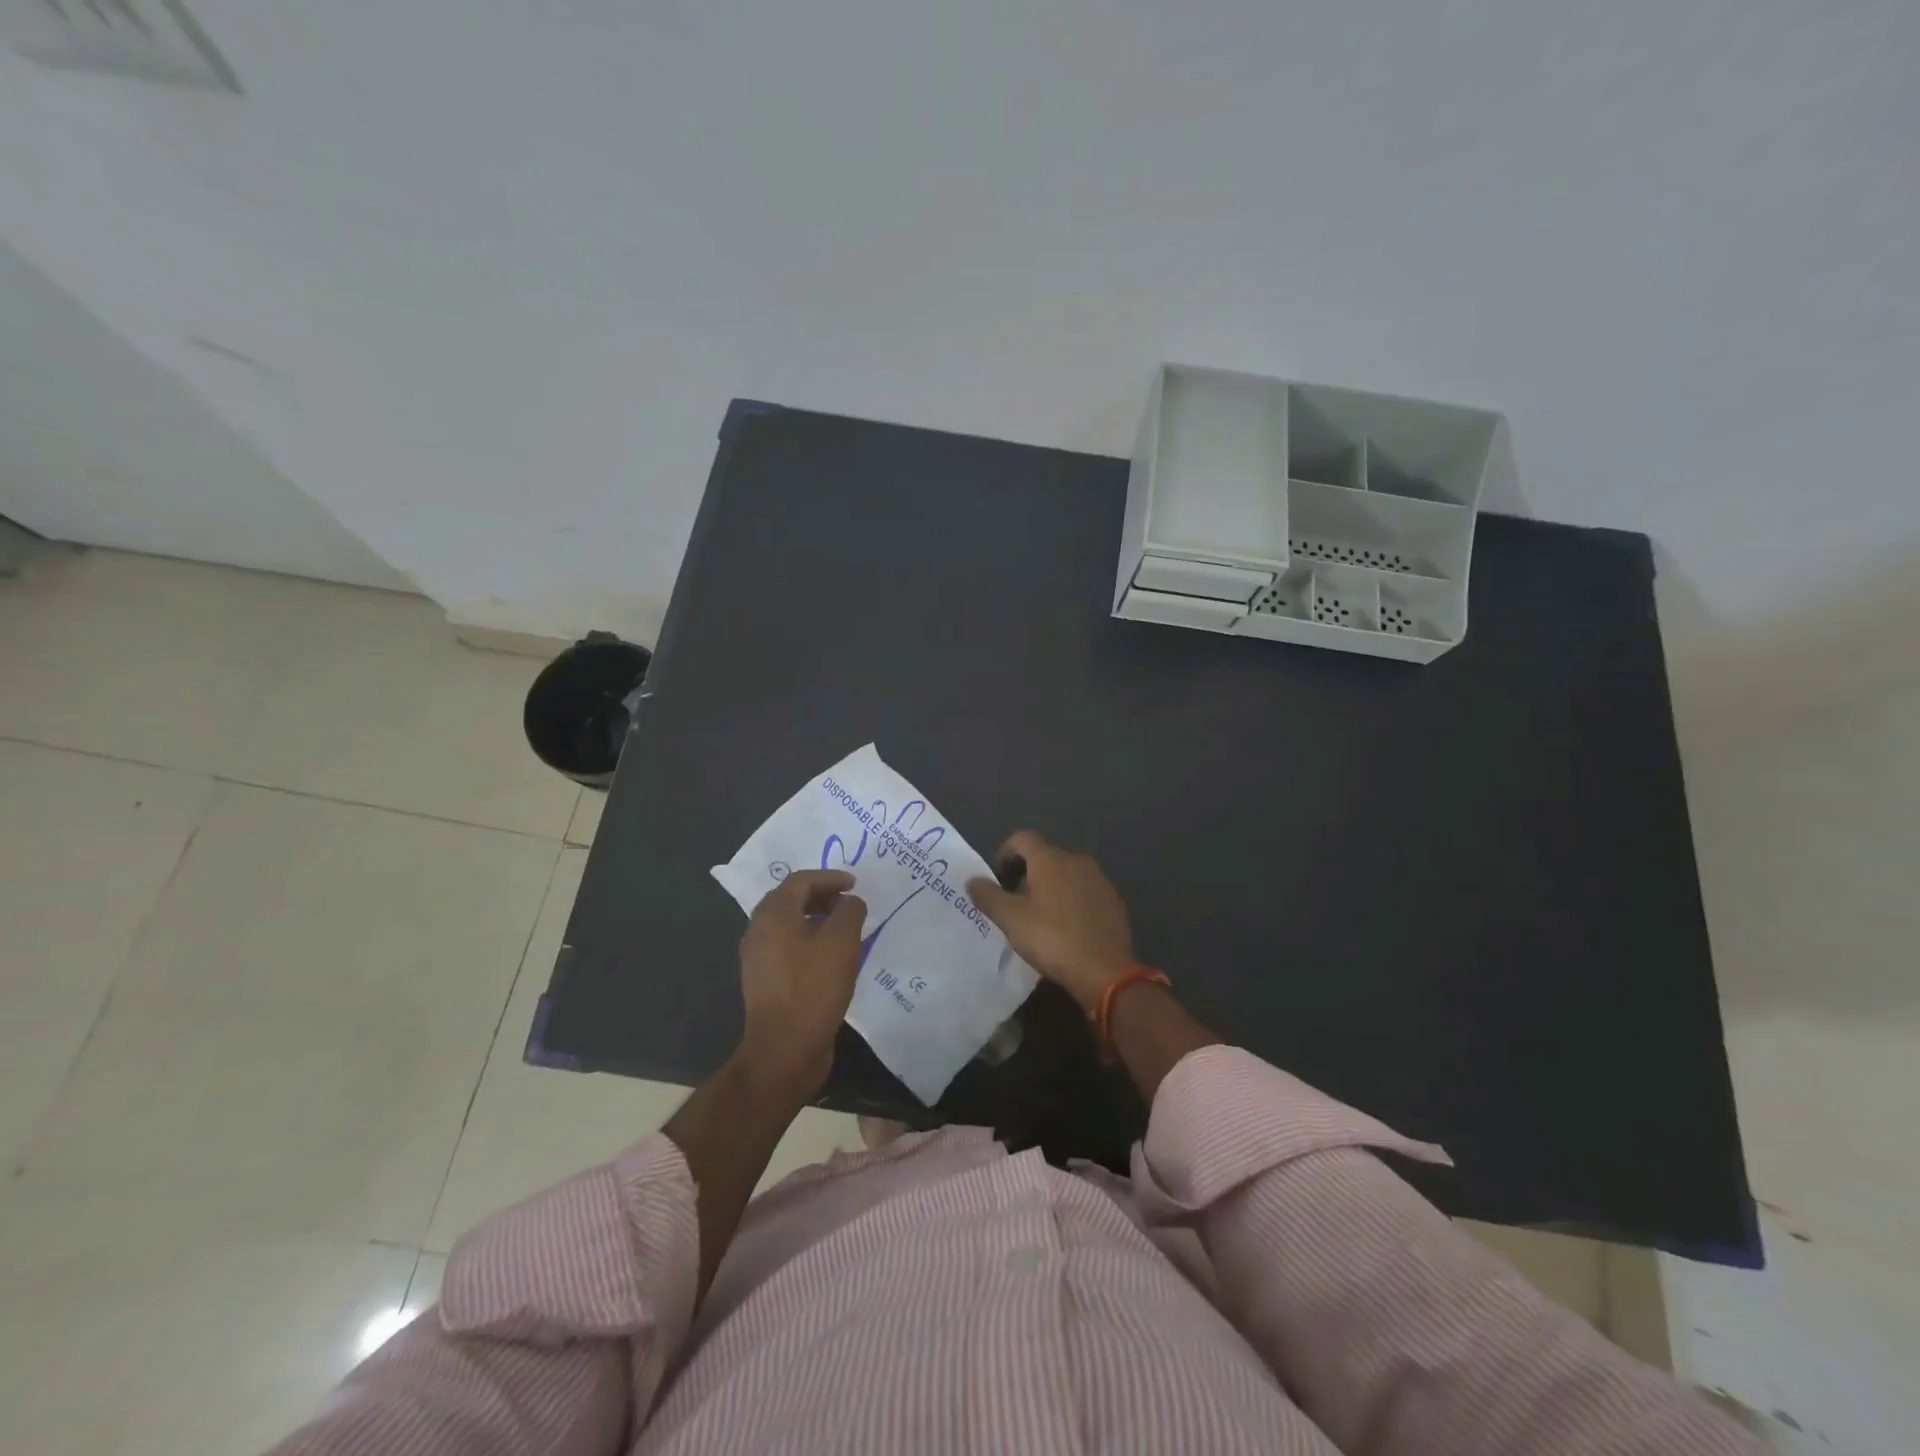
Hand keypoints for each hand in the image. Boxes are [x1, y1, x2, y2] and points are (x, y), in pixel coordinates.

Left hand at [738, 869, 866, 1093]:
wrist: (784, 1049)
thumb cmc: (813, 988)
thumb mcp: (842, 942)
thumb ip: (850, 911)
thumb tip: (849, 902)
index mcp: (773, 914)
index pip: (801, 880)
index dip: (830, 878)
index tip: (855, 884)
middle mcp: (759, 930)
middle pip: (791, 900)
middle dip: (822, 896)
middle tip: (849, 903)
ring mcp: (759, 958)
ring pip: (789, 925)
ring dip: (817, 920)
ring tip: (845, 929)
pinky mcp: (765, 981)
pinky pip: (788, 947)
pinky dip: (810, 941)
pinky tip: (831, 957)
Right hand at [966, 831, 1134, 1014]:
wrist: (1105, 970)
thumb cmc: (1052, 939)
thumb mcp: (1011, 920)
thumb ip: (988, 896)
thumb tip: (973, 880)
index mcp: (1050, 859)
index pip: (1022, 838)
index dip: (1005, 852)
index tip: (997, 878)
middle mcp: (1076, 860)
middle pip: (1045, 856)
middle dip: (1026, 873)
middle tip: (1014, 902)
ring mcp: (1099, 880)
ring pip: (1066, 874)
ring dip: (1050, 887)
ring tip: (1039, 917)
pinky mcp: (1113, 901)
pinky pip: (1084, 891)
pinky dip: (1071, 901)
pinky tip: (1066, 928)